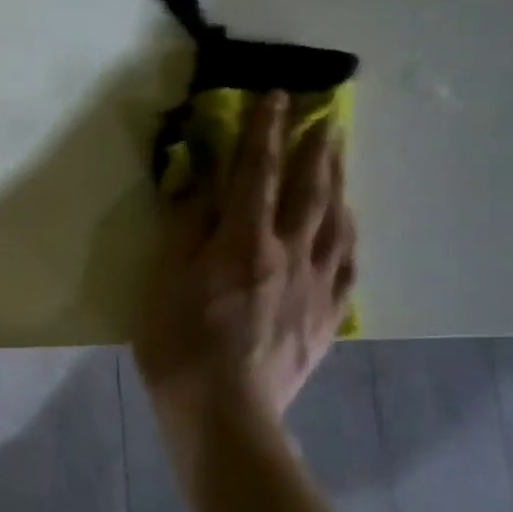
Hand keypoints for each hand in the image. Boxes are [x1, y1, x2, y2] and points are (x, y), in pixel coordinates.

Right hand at [133, 91, 355, 476]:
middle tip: (326, 116)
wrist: (223, 413)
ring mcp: (313, 287)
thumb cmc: (179, 343)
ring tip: (341, 159)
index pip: (257, 172)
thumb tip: (204, 184)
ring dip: (339, 184)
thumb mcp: (163, 279)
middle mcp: (287, 254)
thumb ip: (187, 227)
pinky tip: (349, 226)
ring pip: (336, 224)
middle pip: (309, 191)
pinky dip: (349, 237)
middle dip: (316, 148)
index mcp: (243, 241)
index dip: (265, 131)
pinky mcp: (326, 318)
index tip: (275, 98)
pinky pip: (347, 267)